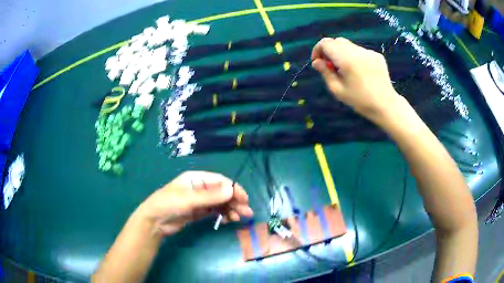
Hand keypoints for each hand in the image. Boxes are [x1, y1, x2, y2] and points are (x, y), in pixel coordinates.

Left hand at [135, 171, 253, 235]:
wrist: (154, 222)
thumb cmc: (168, 205)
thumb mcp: (188, 200)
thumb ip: (210, 196)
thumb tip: (232, 191)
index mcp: (196, 178)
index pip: (219, 181)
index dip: (233, 189)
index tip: (244, 199)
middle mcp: (199, 188)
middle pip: (221, 192)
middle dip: (235, 201)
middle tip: (247, 212)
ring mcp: (199, 201)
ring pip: (220, 203)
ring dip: (231, 209)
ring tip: (239, 218)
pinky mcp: (199, 212)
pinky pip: (215, 211)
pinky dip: (223, 215)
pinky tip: (229, 220)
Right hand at [311, 37, 403, 123]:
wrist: (386, 105)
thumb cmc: (360, 101)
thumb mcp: (338, 90)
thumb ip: (325, 73)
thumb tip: (316, 62)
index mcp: (347, 60)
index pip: (326, 43)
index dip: (318, 50)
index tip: (318, 62)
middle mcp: (358, 51)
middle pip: (337, 41)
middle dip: (330, 50)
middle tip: (331, 66)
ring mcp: (369, 52)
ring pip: (349, 45)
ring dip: (342, 53)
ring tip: (346, 70)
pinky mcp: (376, 55)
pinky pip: (360, 51)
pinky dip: (354, 57)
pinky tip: (359, 71)